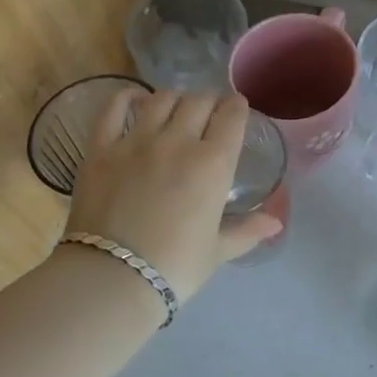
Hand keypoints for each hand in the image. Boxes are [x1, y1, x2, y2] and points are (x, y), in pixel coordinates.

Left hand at [61, 89, 281, 302]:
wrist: (111, 280)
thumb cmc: (174, 268)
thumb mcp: (217, 251)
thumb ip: (247, 230)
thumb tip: (275, 223)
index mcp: (213, 163)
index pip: (232, 115)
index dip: (237, 107)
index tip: (237, 110)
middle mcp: (178, 141)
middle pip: (199, 101)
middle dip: (209, 102)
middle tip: (209, 114)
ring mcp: (136, 141)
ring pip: (162, 98)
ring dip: (175, 98)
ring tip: (175, 109)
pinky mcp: (101, 148)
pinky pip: (114, 107)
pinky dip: (127, 96)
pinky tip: (135, 99)